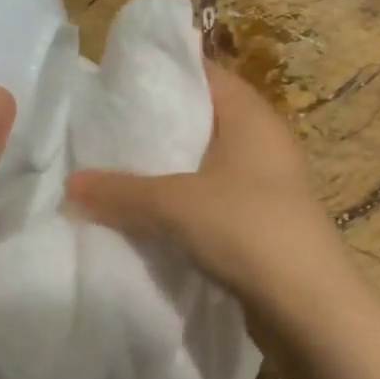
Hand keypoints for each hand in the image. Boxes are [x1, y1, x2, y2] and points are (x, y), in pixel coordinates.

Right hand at [66, 64, 343, 304]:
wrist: (308, 307)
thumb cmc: (247, 229)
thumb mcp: (175, 204)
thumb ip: (120, 191)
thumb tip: (70, 185)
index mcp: (251, 117)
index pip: (203, 73)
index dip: (162, 71)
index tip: (115, 81)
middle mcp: (261, 142)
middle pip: (200, 120)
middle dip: (155, 126)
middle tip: (104, 129)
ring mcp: (264, 185)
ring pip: (203, 164)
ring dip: (166, 170)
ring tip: (114, 171)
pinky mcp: (259, 222)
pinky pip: (210, 199)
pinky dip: (180, 203)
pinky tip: (145, 215)